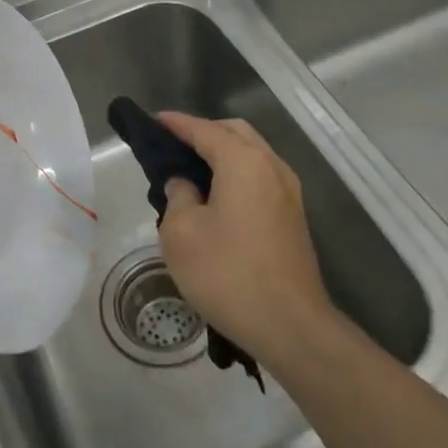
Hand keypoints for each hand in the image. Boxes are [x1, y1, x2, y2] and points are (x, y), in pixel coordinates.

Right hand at [155, 112, 335, 367]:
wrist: (291, 326)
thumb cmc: (228, 274)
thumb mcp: (182, 234)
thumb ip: (178, 197)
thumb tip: (185, 184)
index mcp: (243, 162)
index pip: (204, 130)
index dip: (177, 124)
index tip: (154, 121)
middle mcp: (271, 166)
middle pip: (235, 133)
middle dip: (204, 132)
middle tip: (173, 145)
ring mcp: (288, 192)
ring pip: (252, 154)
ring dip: (224, 152)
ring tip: (192, 169)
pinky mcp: (294, 216)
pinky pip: (261, 176)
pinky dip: (238, 172)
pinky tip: (218, 195)